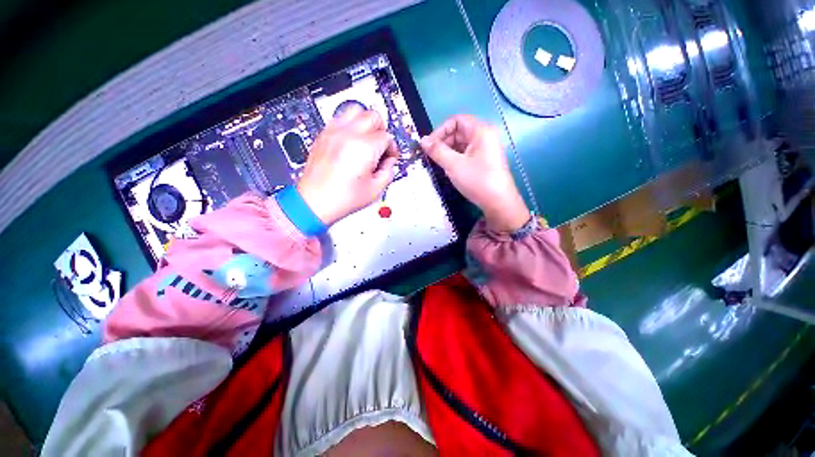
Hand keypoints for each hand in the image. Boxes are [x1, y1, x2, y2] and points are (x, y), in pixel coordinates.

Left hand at [297, 107, 398, 224]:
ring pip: (355, 109)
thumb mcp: (376, 190)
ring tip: (366, 139)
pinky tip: (351, 141)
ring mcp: (333, 132)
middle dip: (382, 130)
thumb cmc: (342, 199)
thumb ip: (389, 171)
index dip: (392, 148)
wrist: (314, 202)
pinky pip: (340, 118)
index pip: (387, 137)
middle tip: (381, 146)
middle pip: (373, 116)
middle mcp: (348, 135)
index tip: (389, 158)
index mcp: (364, 148)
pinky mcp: (323, 135)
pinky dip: (350, 125)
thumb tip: (389, 161)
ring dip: (365, 122)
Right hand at [421, 115, 530, 231]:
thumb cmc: (477, 180)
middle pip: (459, 132)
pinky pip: (466, 154)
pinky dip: (456, 159)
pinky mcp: (484, 161)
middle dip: (443, 142)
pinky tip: (449, 170)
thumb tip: (422, 140)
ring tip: (439, 165)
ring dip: (448, 152)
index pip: (456, 120)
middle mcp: (485, 136)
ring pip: (461, 144)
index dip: (440, 131)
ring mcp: (486, 149)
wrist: (498, 203)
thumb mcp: (453, 165)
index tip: (429, 145)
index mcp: (481, 131)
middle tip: (432, 157)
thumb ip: (437, 151)